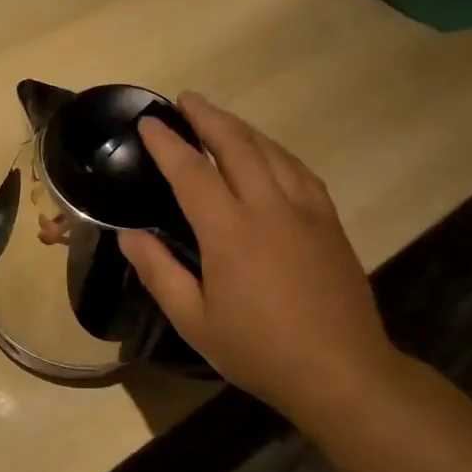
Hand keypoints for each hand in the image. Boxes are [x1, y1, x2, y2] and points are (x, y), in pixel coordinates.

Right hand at [120, 93, 401, 421]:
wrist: (342, 371)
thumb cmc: (259, 350)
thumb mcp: (195, 322)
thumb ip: (159, 272)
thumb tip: (128, 235)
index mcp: (231, 232)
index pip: (192, 171)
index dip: (167, 143)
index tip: (148, 121)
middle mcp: (270, 208)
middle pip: (237, 145)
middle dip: (208, 117)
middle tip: (186, 100)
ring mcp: (306, 211)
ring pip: (272, 152)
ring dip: (242, 128)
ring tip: (219, 118)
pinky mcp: (329, 222)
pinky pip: (299, 170)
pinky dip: (276, 151)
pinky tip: (269, 153)